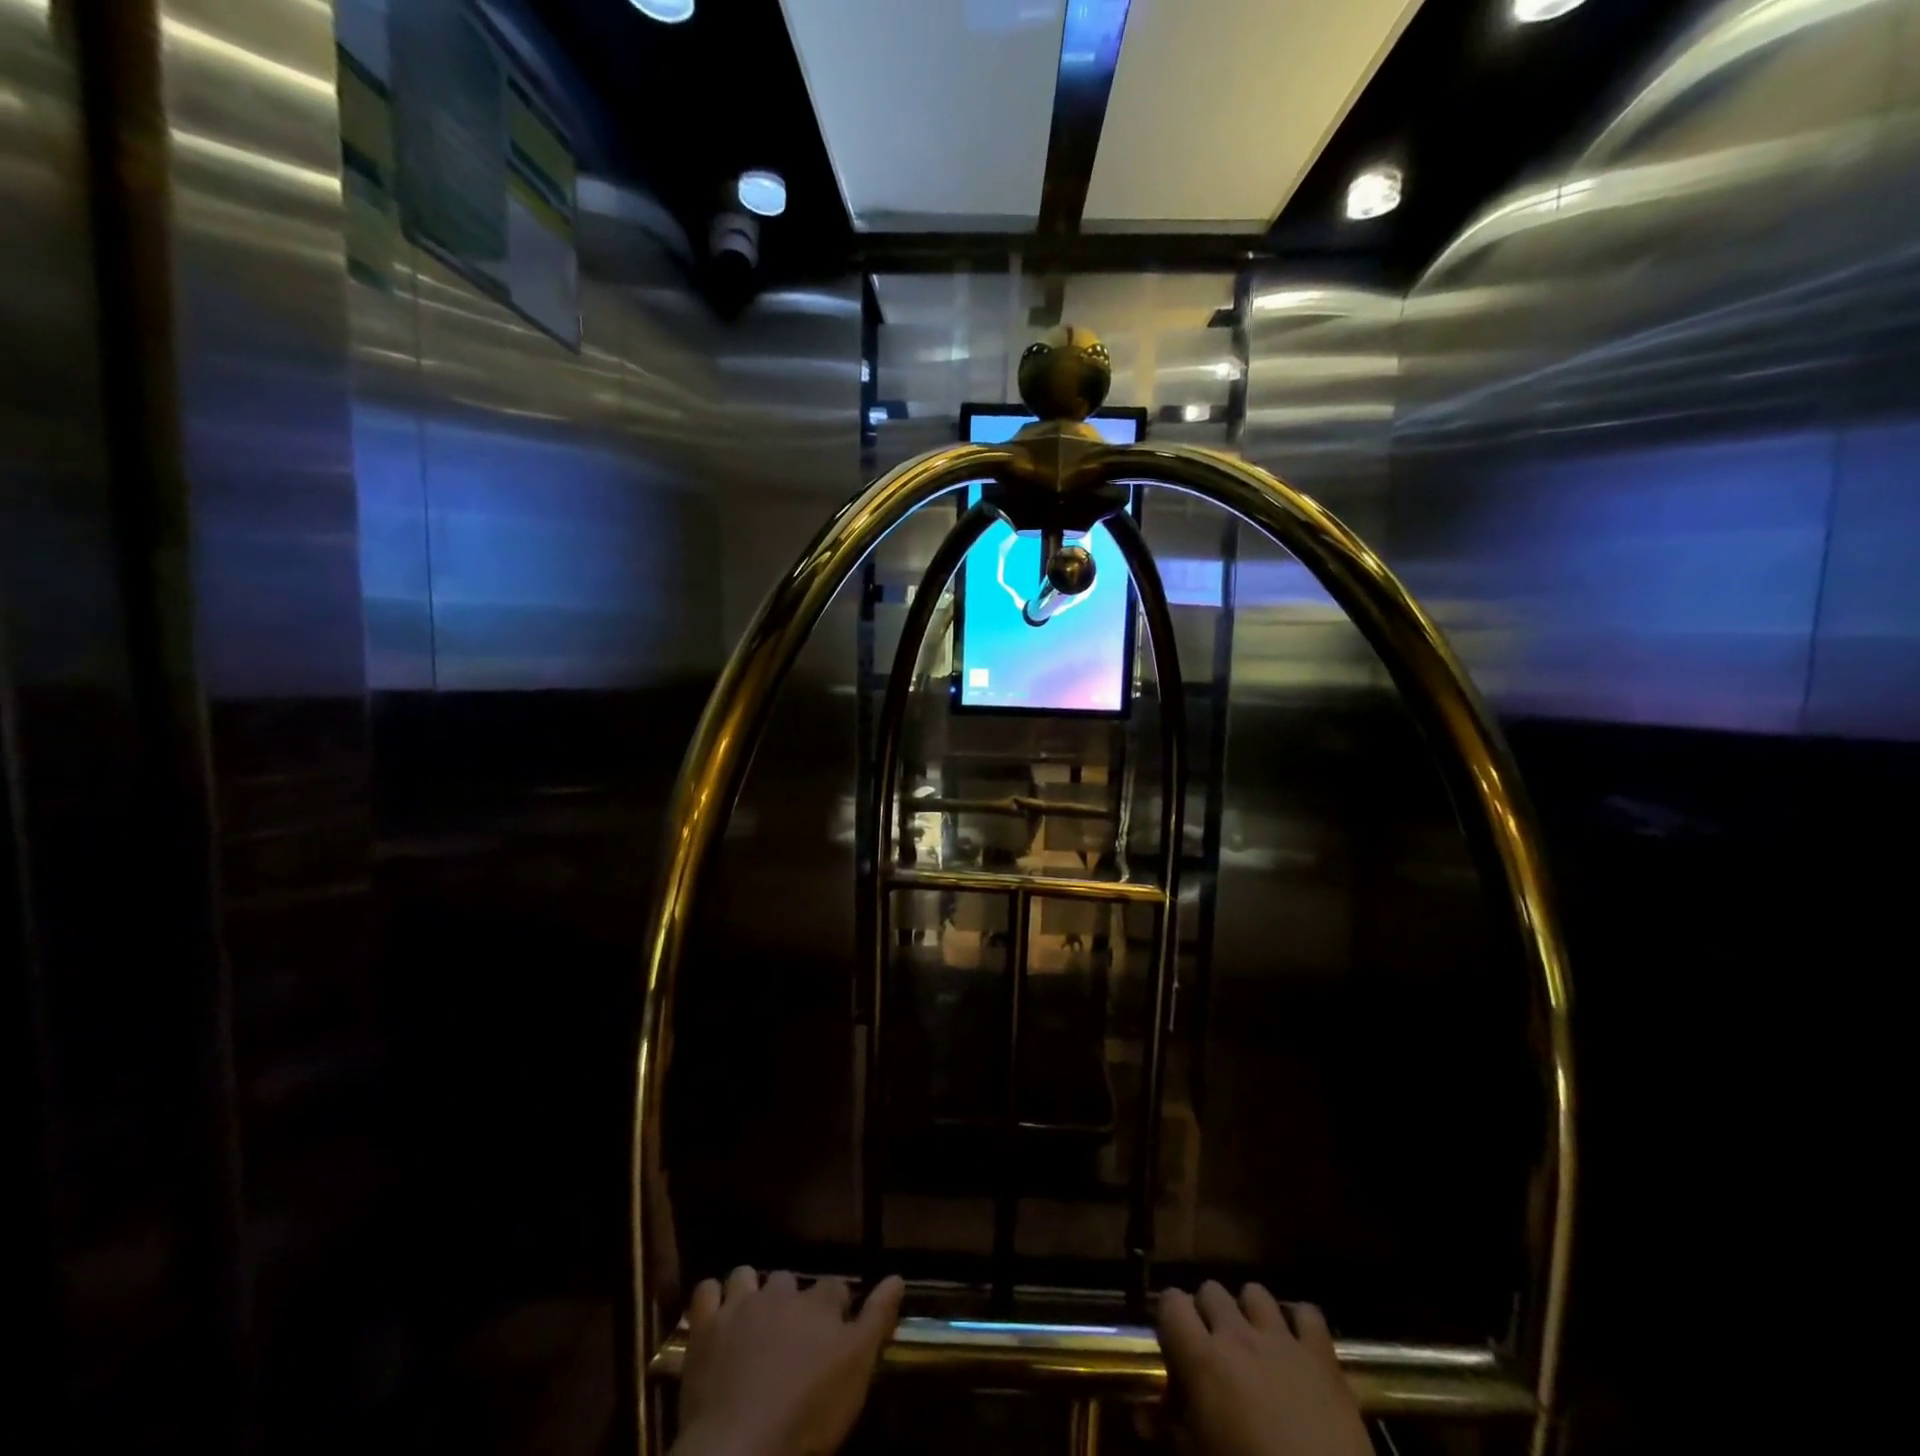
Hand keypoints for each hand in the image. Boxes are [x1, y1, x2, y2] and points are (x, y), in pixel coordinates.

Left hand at [672, 1267, 904, 1455]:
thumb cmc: (807, 1416)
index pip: (836, 1287)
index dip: (837, 1307)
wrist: (740, 1451)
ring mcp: (740, 1307)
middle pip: (789, 1280)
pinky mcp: (705, 1328)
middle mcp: (781, 1293)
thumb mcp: (856, 1372)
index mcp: (819, 1303)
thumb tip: (897, 1277)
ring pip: (746, 1276)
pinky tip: (717, 1317)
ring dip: (750, 1291)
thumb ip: (877, 1320)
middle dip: (790, 1299)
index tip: (836, 1330)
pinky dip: (712, 1298)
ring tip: (752, 1320)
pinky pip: (705, 1291)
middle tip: (790, 1334)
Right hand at [1157, 1282, 1371, 1455]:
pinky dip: (1299, 1323)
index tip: (1174, 1343)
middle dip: (1208, 1312)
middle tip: (1213, 1348)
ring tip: (1253, 1344)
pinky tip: (1297, 1347)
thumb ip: (1169, 1430)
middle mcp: (1238, 1335)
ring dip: (1249, 1312)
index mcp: (1203, 1358)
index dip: (1169, 1317)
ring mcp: (1282, 1339)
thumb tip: (1141, 1416)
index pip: (1171, 1302)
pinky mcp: (1322, 1355)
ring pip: (1254, 1291)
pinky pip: (1307, 1313)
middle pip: (1210, 1289)